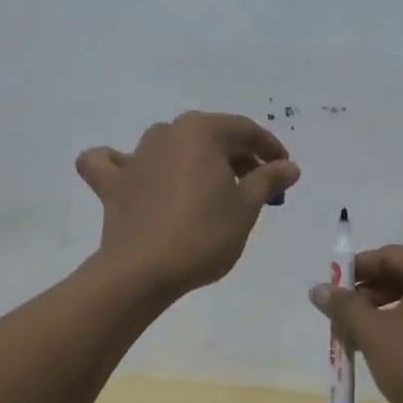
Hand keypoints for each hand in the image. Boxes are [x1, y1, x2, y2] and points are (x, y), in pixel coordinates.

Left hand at [76, 112, 299, 295]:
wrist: (142, 272)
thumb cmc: (203, 235)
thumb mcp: (246, 207)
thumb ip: (267, 179)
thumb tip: (289, 166)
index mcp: (200, 131)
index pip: (244, 130)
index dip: (269, 148)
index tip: (284, 169)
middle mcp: (166, 133)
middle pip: (209, 136)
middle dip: (236, 156)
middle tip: (257, 184)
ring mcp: (135, 156)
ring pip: (170, 147)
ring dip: (193, 160)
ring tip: (211, 187)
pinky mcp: (112, 184)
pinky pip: (112, 164)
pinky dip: (121, 165)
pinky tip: (134, 175)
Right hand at [308, 245, 402, 402]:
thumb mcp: (373, 333)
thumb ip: (344, 307)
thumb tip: (318, 289)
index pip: (386, 256)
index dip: (353, 272)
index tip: (330, 292)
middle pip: (401, 277)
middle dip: (367, 298)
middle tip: (340, 321)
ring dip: (382, 316)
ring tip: (357, 340)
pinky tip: (386, 352)